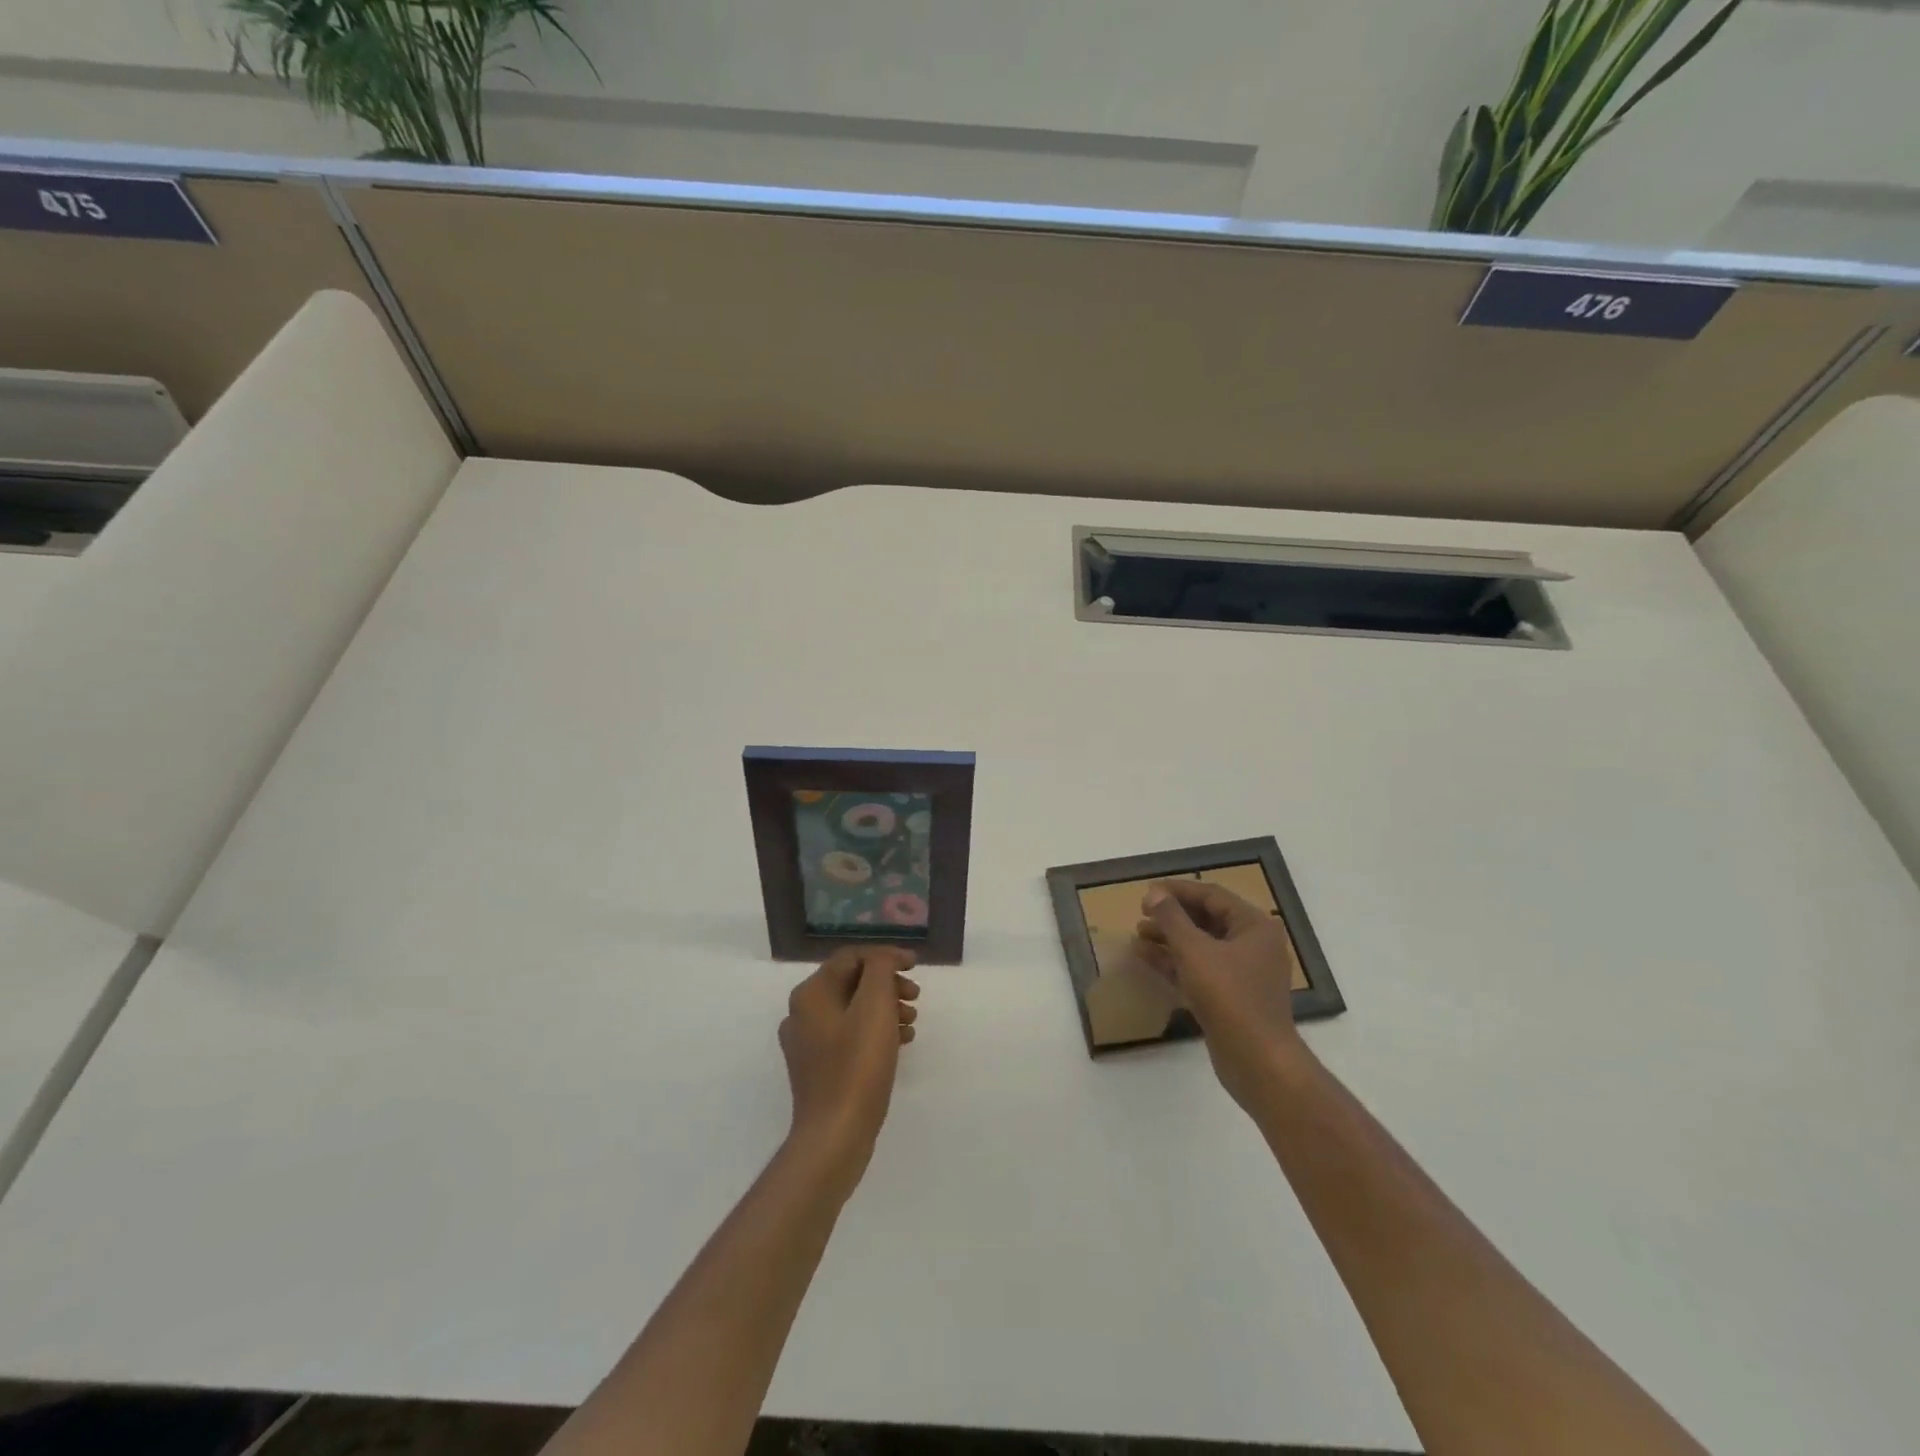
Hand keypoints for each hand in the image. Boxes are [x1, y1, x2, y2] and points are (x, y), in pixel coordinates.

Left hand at [778, 946, 919, 1193]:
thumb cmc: (857, 1066)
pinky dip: (876, 1032)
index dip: (886, 956)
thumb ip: (879, 969)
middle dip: (888, 985)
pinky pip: (850, 1036)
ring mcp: (808, 1044)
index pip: (851, 957)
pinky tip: (900, 1044)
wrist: (835, 1136)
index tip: (916, 966)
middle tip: (915, 997)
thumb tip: (882, 959)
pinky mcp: (818, 1069)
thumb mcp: (875, 1006)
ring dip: (885, 1008)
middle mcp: (802, 1013)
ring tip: (912, 1023)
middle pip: (852, 983)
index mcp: (811, 994)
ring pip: (853, 1010)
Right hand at [1137, 880, 1304, 1108]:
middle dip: (1172, 916)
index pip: (1212, 895)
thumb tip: (1154, 893)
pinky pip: (1199, 969)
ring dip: (1169, 938)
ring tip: (1137, 934)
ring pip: (1200, 946)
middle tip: (1141, 913)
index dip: (1178, 890)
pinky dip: (1174, 962)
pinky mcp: (1230, 997)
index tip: (1148, 891)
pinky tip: (1145, 957)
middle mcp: (1253, 945)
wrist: (1257, 1061)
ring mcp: (1242, 973)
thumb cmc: (1229, 996)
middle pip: (1206, 919)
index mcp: (1254, 926)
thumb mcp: (1194, 950)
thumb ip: (1171, 918)